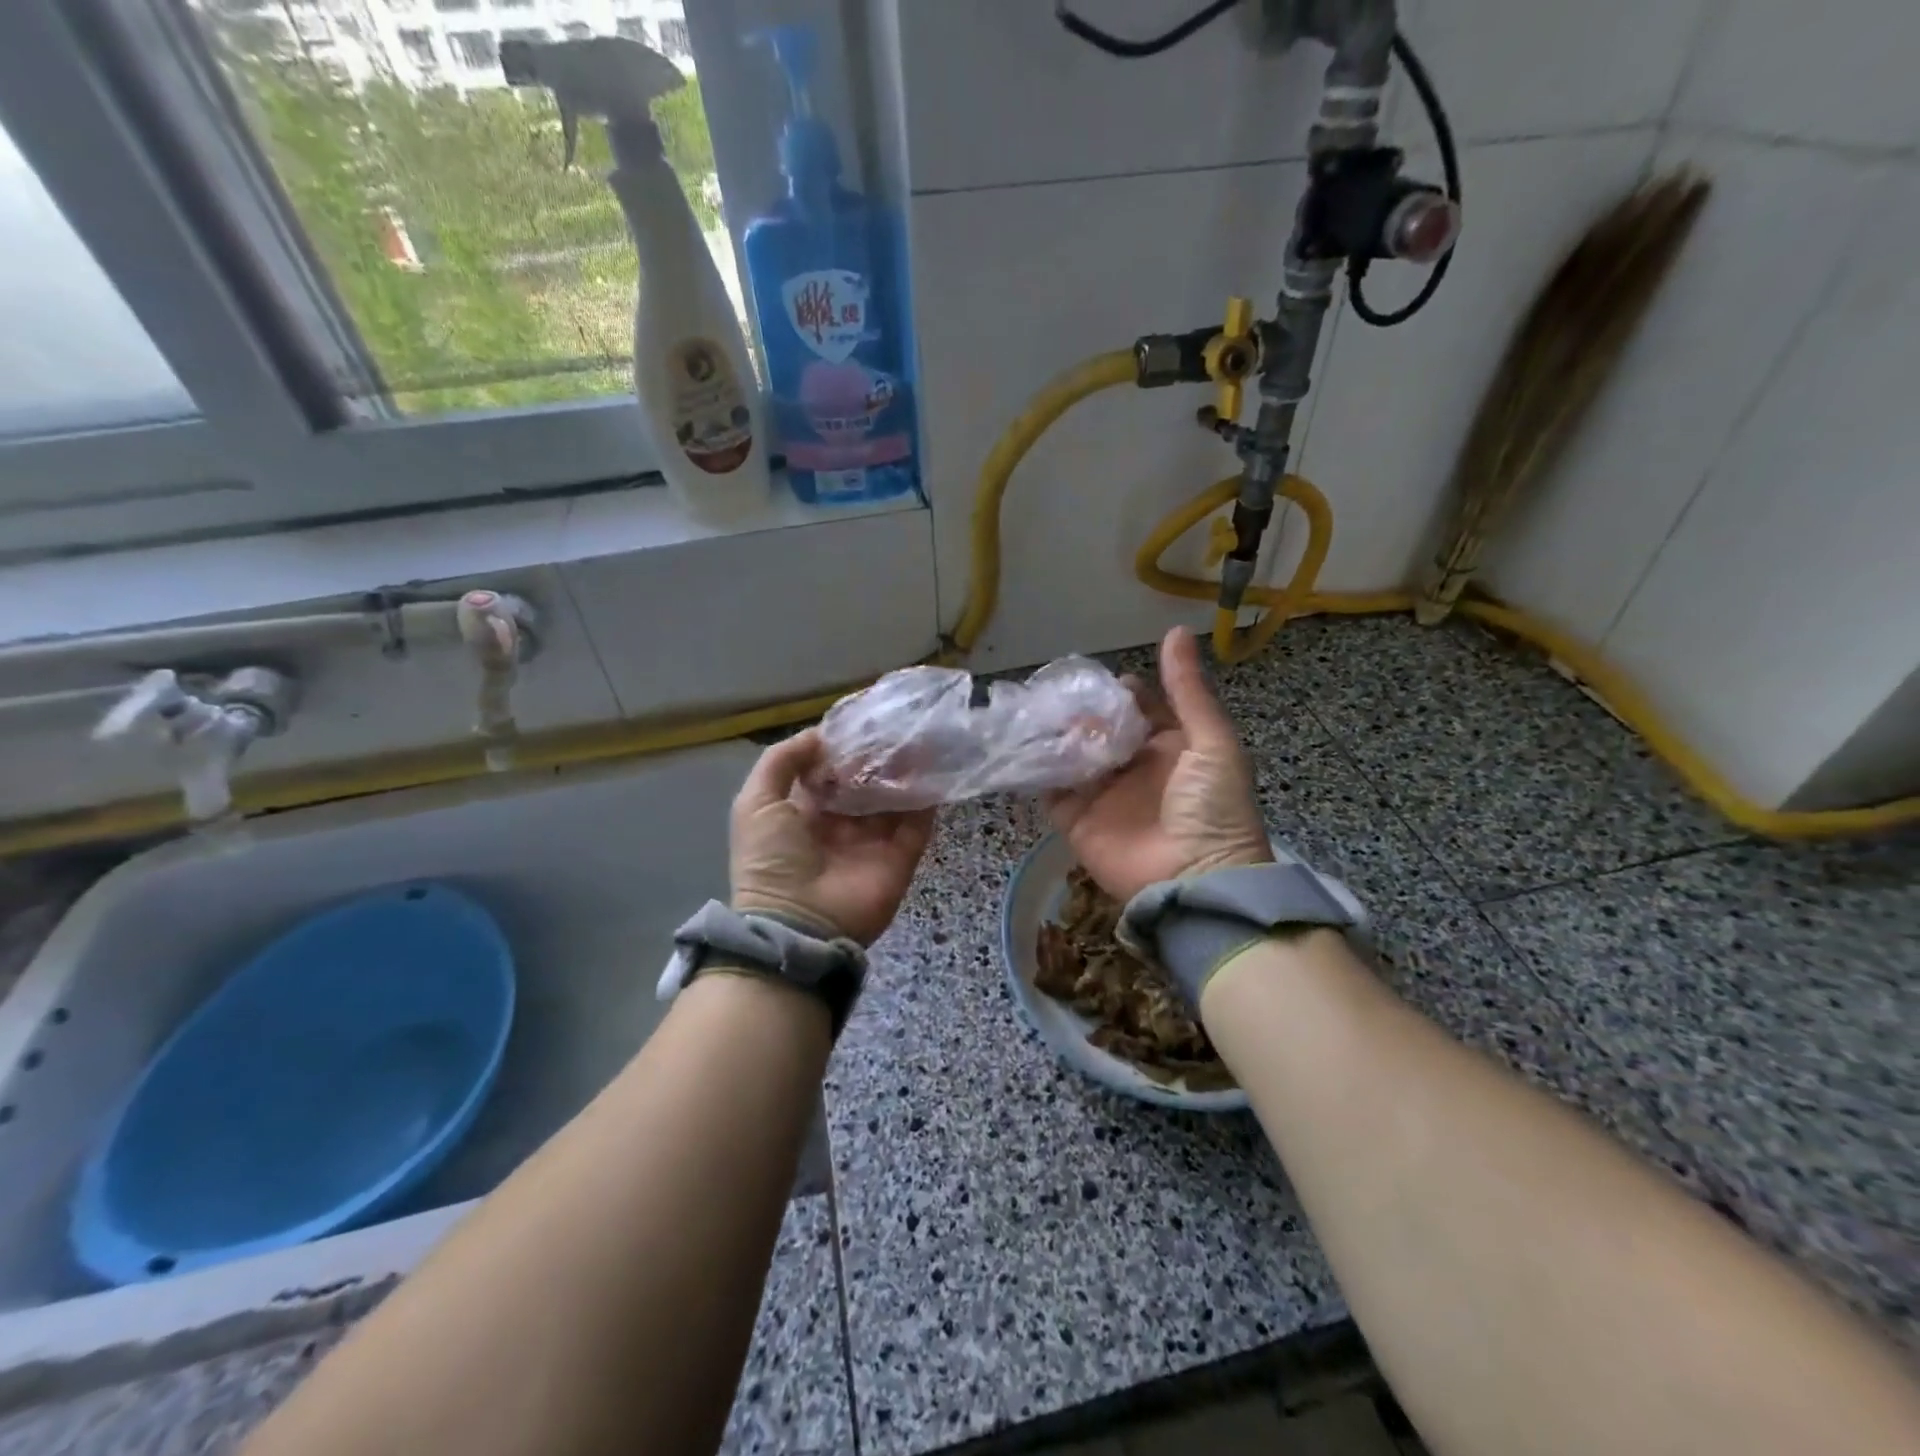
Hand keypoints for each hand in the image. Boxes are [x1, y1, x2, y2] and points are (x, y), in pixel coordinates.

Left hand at [731, 729, 934, 946]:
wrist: (798, 924)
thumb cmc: (771, 860)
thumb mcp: (756, 802)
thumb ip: (781, 761)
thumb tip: (820, 735)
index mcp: (805, 813)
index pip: (830, 772)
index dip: (843, 747)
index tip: (862, 720)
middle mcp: (841, 825)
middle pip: (866, 782)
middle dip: (879, 756)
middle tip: (896, 726)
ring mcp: (873, 842)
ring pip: (894, 798)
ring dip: (906, 770)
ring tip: (919, 737)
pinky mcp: (900, 858)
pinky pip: (918, 823)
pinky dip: (927, 798)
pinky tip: (934, 767)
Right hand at [1046, 625, 1270, 901]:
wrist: (1197, 882)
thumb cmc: (1213, 809)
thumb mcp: (1211, 742)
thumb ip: (1188, 690)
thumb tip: (1174, 631)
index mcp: (1169, 746)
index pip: (1137, 708)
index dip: (1118, 691)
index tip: (1094, 678)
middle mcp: (1132, 766)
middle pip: (1099, 728)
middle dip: (1080, 711)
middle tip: (1056, 693)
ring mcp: (1102, 794)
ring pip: (1071, 754)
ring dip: (1056, 735)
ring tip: (1035, 713)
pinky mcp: (1076, 821)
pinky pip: (1050, 790)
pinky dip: (1037, 770)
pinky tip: (1023, 747)